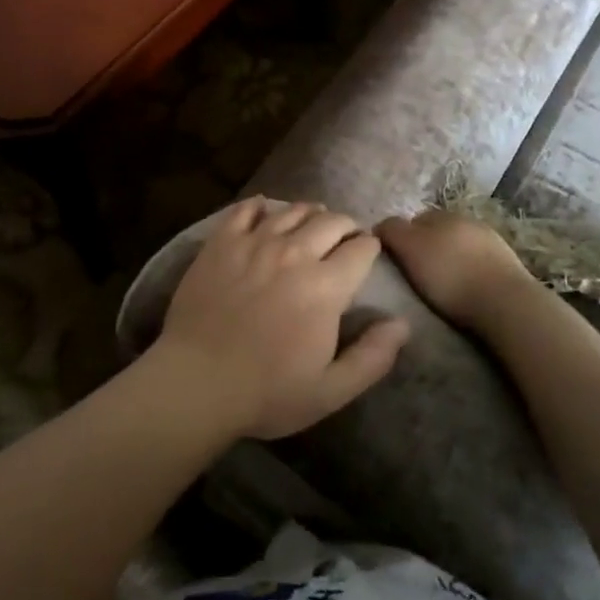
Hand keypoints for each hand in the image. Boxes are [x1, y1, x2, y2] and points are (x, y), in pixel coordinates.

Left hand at [150, 198, 410, 440]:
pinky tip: (265, 212)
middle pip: (331, 221)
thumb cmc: (267, 392)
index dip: (370, 248)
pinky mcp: (222, 242)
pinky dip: (261, 207)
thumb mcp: (331, 390)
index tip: (367, 255)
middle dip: (346, 226)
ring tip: (311, 223)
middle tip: (344, 238)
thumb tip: (402, 324)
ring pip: (292, 210)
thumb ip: (373, 357)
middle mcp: (294, 253)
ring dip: (310, 213)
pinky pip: (245, 209)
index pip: (362, 248)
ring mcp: (255, 243)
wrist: (196, 382)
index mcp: (326, 286)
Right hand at [375, 210, 538, 335]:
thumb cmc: (450, 275)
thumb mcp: (409, 248)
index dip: (401, 239)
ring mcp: (492, 242)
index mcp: (443, 213)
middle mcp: (468, 220)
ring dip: (450, 261)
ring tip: (442, 287)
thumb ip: (391, 230)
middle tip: (416, 276)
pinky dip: (469, 273)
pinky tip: (466, 291)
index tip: (395, 262)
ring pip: (460, 248)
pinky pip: (479, 265)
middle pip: (438, 232)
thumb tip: (381, 226)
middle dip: (426, 248)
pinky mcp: (509, 266)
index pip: (413, 220)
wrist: (506, 304)